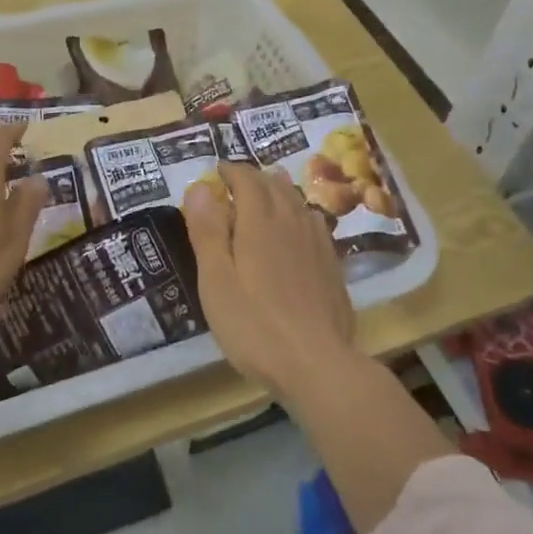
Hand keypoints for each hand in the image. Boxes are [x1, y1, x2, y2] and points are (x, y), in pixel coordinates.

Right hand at [183, 161, 359, 396]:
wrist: (316, 363)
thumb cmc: (254, 324)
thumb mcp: (216, 280)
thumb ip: (207, 231)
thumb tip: (199, 186)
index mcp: (260, 222)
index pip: (247, 180)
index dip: (232, 171)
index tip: (218, 170)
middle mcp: (292, 222)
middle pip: (275, 186)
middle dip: (255, 177)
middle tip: (238, 181)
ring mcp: (317, 243)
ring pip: (298, 202)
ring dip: (280, 190)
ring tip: (269, 190)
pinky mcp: (332, 265)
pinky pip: (315, 224)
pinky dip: (300, 213)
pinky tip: (301, 226)